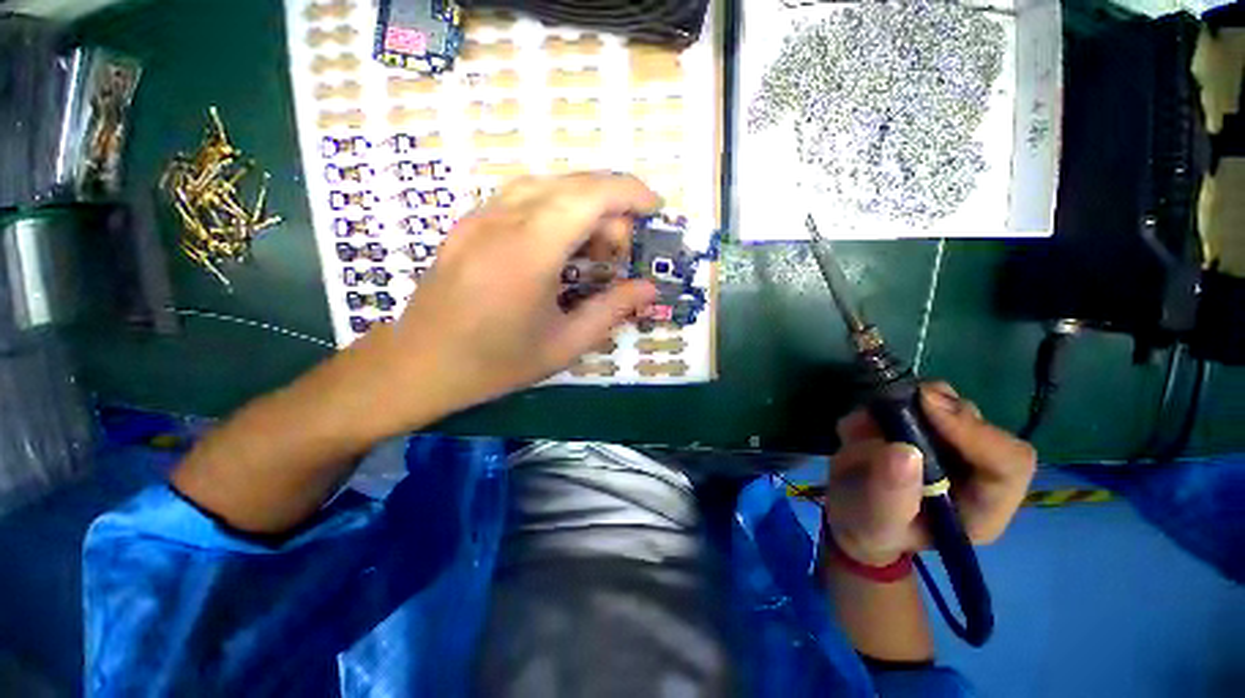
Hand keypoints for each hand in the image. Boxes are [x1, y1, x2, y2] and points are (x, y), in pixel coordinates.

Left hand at [360, 173, 659, 420]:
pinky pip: (521, 197)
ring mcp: (479, 218)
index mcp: (529, 253)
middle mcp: (502, 222)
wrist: (419, 365)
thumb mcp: (565, 344)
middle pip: (571, 185)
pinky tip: (558, 243)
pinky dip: (554, 208)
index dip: (629, 192)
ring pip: (546, 185)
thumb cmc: (496, 363)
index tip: (654, 208)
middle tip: (617, 252)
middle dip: (610, 207)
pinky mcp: (468, 223)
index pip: (589, 196)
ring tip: (591, 247)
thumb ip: (612, 310)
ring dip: (582, 205)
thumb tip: (649, 289)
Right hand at [824, 383, 1036, 565]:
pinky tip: (860, 428)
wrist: (851, 513)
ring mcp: (948, 443)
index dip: (974, 431)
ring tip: (867, 427)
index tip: (926, 406)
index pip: (1009, 461)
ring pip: (947, 402)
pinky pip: (912, 398)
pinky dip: (883, 404)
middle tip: (891, 406)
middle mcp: (975, 468)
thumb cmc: (870, 528)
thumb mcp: (876, 523)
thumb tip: (904, 451)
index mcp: (983, 505)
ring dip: (905, 403)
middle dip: (934, 408)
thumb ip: (891, 494)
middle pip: (976, 422)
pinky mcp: (922, 425)